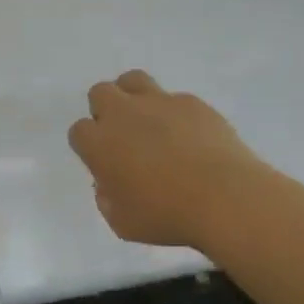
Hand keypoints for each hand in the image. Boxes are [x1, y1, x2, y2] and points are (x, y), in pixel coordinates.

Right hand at [67, 70, 267, 249]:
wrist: (225, 198)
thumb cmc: (167, 216)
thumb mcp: (123, 223)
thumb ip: (107, 199)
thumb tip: (109, 184)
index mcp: (100, 143)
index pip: (79, 131)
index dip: (89, 146)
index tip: (104, 162)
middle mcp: (123, 114)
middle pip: (100, 93)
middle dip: (106, 110)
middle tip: (123, 137)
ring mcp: (159, 102)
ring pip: (133, 80)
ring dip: (133, 96)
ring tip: (148, 121)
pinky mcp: (191, 102)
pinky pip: (173, 98)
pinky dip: (174, 112)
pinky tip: (189, 135)